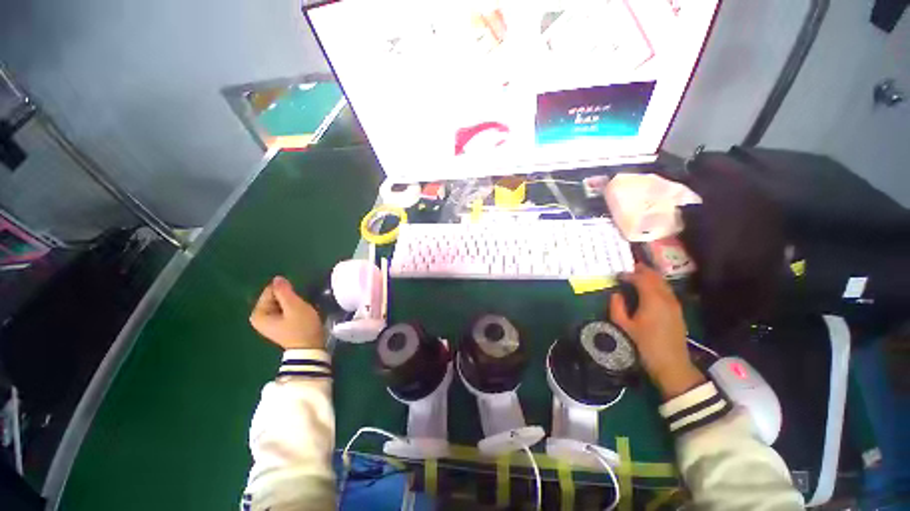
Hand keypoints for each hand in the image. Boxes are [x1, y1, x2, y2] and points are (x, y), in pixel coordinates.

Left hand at [250, 276, 324, 349]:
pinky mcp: (279, 325)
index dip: (287, 292)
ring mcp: (269, 322)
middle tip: (300, 306)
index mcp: (258, 314)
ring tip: (302, 311)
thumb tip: (277, 278)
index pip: (271, 290)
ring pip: (282, 303)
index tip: (297, 301)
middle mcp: (259, 317)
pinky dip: (293, 309)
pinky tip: (301, 315)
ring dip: (293, 303)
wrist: (310, 348)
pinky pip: (285, 309)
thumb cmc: (301, 328)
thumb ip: (285, 291)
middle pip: (275, 297)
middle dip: (289, 298)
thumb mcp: (294, 307)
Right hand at [610, 264, 704, 398]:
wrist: (671, 364)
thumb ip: (617, 307)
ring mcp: (674, 304)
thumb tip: (616, 294)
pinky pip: (667, 291)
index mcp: (652, 300)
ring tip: (638, 275)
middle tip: (629, 268)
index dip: (629, 274)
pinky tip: (650, 289)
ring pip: (663, 283)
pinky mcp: (677, 311)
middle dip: (642, 270)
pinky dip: (657, 285)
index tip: (617, 275)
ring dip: (651, 277)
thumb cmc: (644, 345)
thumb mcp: (624, 327)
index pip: (641, 279)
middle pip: (655, 277)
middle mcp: (666, 298)